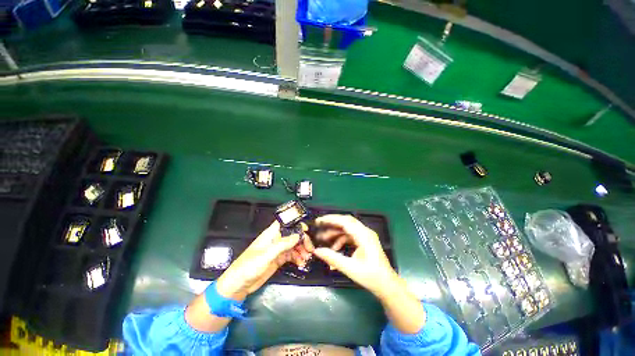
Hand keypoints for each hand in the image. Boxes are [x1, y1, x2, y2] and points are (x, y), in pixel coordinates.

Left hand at [216, 221, 313, 300]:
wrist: (238, 285)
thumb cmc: (248, 266)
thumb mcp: (266, 255)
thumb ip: (282, 244)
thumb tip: (297, 236)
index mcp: (271, 234)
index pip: (285, 223)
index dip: (296, 224)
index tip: (306, 230)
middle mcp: (275, 240)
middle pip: (293, 235)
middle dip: (302, 240)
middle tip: (310, 249)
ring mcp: (277, 250)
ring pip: (294, 245)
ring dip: (302, 250)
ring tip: (307, 258)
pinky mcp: (278, 259)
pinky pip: (291, 255)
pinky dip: (298, 258)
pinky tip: (301, 262)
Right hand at [313, 214, 425, 333]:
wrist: (387, 286)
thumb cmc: (371, 277)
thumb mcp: (350, 268)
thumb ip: (332, 258)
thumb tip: (316, 251)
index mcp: (364, 235)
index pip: (345, 221)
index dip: (331, 219)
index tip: (319, 221)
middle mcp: (365, 232)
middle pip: (346, 221)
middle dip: (332, 223)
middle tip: (319, 225)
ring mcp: (365, 236)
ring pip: (347, 228)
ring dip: (336, 232)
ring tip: (323, 239)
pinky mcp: (364, 241)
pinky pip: (350, 235)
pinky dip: (341, 239)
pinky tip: (335, 248)